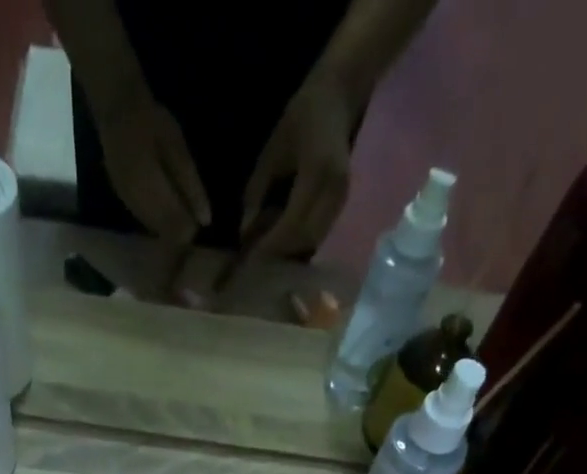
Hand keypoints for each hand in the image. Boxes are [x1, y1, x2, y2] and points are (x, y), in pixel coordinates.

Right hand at [91, 91, 211, 244]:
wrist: (117, 110)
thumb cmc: (151, 123)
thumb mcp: (177, 148)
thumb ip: (191, 186)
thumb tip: (205, 221)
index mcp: (153, 194)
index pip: (176, 231)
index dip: (190, 230)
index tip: (199, 219)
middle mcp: (138, 208)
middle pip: (165, 235)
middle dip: (180, 230)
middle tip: (191, 213)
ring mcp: (129, 207)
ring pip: (155, 232)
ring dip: (169, 226)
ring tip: (180, 207)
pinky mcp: (125, 203)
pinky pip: (146, 223)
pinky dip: (159, 220)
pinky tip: (166, 204)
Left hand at [241, 76, 353, 257]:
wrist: (338, 95)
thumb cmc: (301, 118)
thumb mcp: (272, 152)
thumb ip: (257, 193)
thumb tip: (244, 232)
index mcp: (316, 173)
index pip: (292, 224)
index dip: (271, 246)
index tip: (249, 260)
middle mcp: (333, 190)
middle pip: (305, 240)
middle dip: (280, 257)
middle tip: (257, 266)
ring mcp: (341, 198)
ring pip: (314, 241)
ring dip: (291, 254)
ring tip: (269, 259)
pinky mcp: (342, 203)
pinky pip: (320, 234)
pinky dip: (301, 244)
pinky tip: (284, 245)